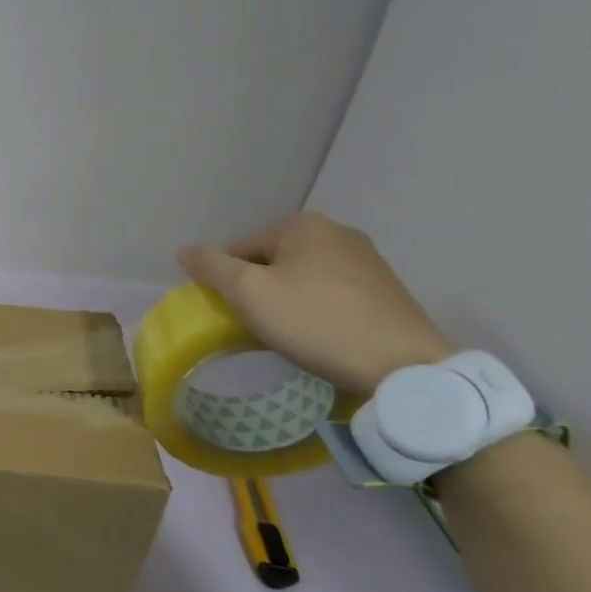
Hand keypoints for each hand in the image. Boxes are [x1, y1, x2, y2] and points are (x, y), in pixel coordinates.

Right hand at [178, 211, 452, 394]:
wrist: (405, 366)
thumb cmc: (317, 322)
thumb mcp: (249, 294)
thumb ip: (211, 267)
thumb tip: (185, 250)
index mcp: (302, 224)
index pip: (239, 249)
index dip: (226, 283)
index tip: (231, 315)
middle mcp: (337, 231)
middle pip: (272, 261)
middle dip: (258, 290)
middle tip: (258, 327)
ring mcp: (368, 260)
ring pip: (302, 277)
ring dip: (287, 301)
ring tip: (289, 335)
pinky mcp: (387, 290)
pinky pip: (332, 293)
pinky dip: (317, 310)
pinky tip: (321, 336)